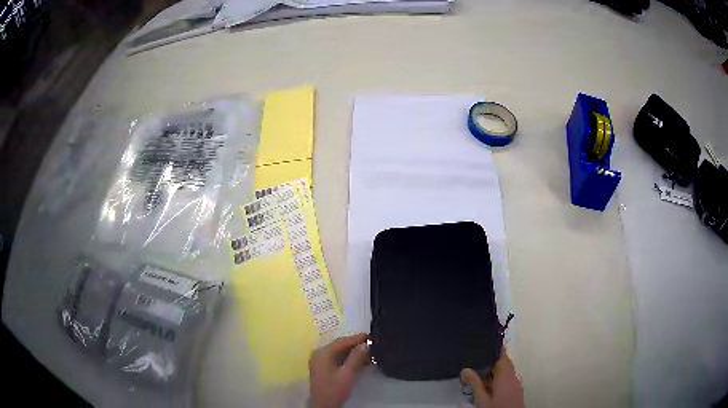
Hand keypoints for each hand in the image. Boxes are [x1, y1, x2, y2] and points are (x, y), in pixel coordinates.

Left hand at [309, 333, 369, 407]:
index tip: (370, 336)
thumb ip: (356, 358)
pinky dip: (347, 358)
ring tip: (369, 352)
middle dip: (355, 345)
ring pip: (338, 352)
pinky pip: (336, 358)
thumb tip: (365, 344)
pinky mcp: (322, 368)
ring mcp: (319, 361)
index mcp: (322, 353)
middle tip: (371, 343)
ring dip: (352, 352)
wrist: (323, 405)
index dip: (356, 338)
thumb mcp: (347, 374)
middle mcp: (319, 354)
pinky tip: (360, 361)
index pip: (341, 342)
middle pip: (339, 346)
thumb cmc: (334, 389)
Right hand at [461, 349, 523, 407]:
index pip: (502, 355)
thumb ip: (474, 383)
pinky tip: (485, 384)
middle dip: (490, 360)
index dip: (493, 348)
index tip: (484, 342)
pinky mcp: (514, 390)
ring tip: (476, 372)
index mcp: (506, 374)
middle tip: (475, 360)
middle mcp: (513, 376)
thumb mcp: (481, 398)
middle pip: (503, 362)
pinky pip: (505, 378)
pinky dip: (496, 378)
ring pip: (504, 371)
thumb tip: (466, 370)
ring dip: (492, 370)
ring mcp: (515, 383)